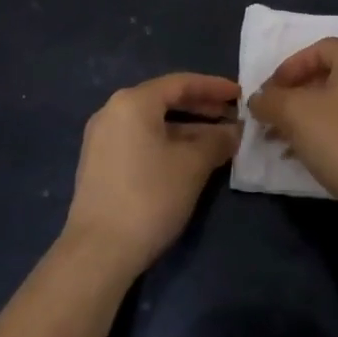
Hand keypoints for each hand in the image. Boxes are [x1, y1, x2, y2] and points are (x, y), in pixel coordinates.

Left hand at [63, 72, 240, 275]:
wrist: (97, 253)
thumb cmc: (149, 197)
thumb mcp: (193, 166)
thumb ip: (217, 141)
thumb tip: (234, 131)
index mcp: (133, 102)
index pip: (181, 83)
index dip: (214, 87)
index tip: (240, 94)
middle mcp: (113, 112)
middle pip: (165, 100)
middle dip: (201, 108)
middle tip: (231, 116)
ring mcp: (102, 139)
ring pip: (153, 123)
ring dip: (186, 129)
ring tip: (216, 141)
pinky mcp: (99, 164)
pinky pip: (140, 141)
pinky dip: (166, 143)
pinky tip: (188, 160)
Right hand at [248, 38, 337, 213]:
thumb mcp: (296, 114)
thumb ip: (270, 100)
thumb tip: (257, 100)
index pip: (317, 49)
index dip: (288, 67)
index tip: (268, 93)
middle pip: (326, 76)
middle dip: (293, 97)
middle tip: (271, 117)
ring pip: (336, 103)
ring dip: (305, 118)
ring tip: (281, 141)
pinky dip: (325, 133)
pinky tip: (305, 156)